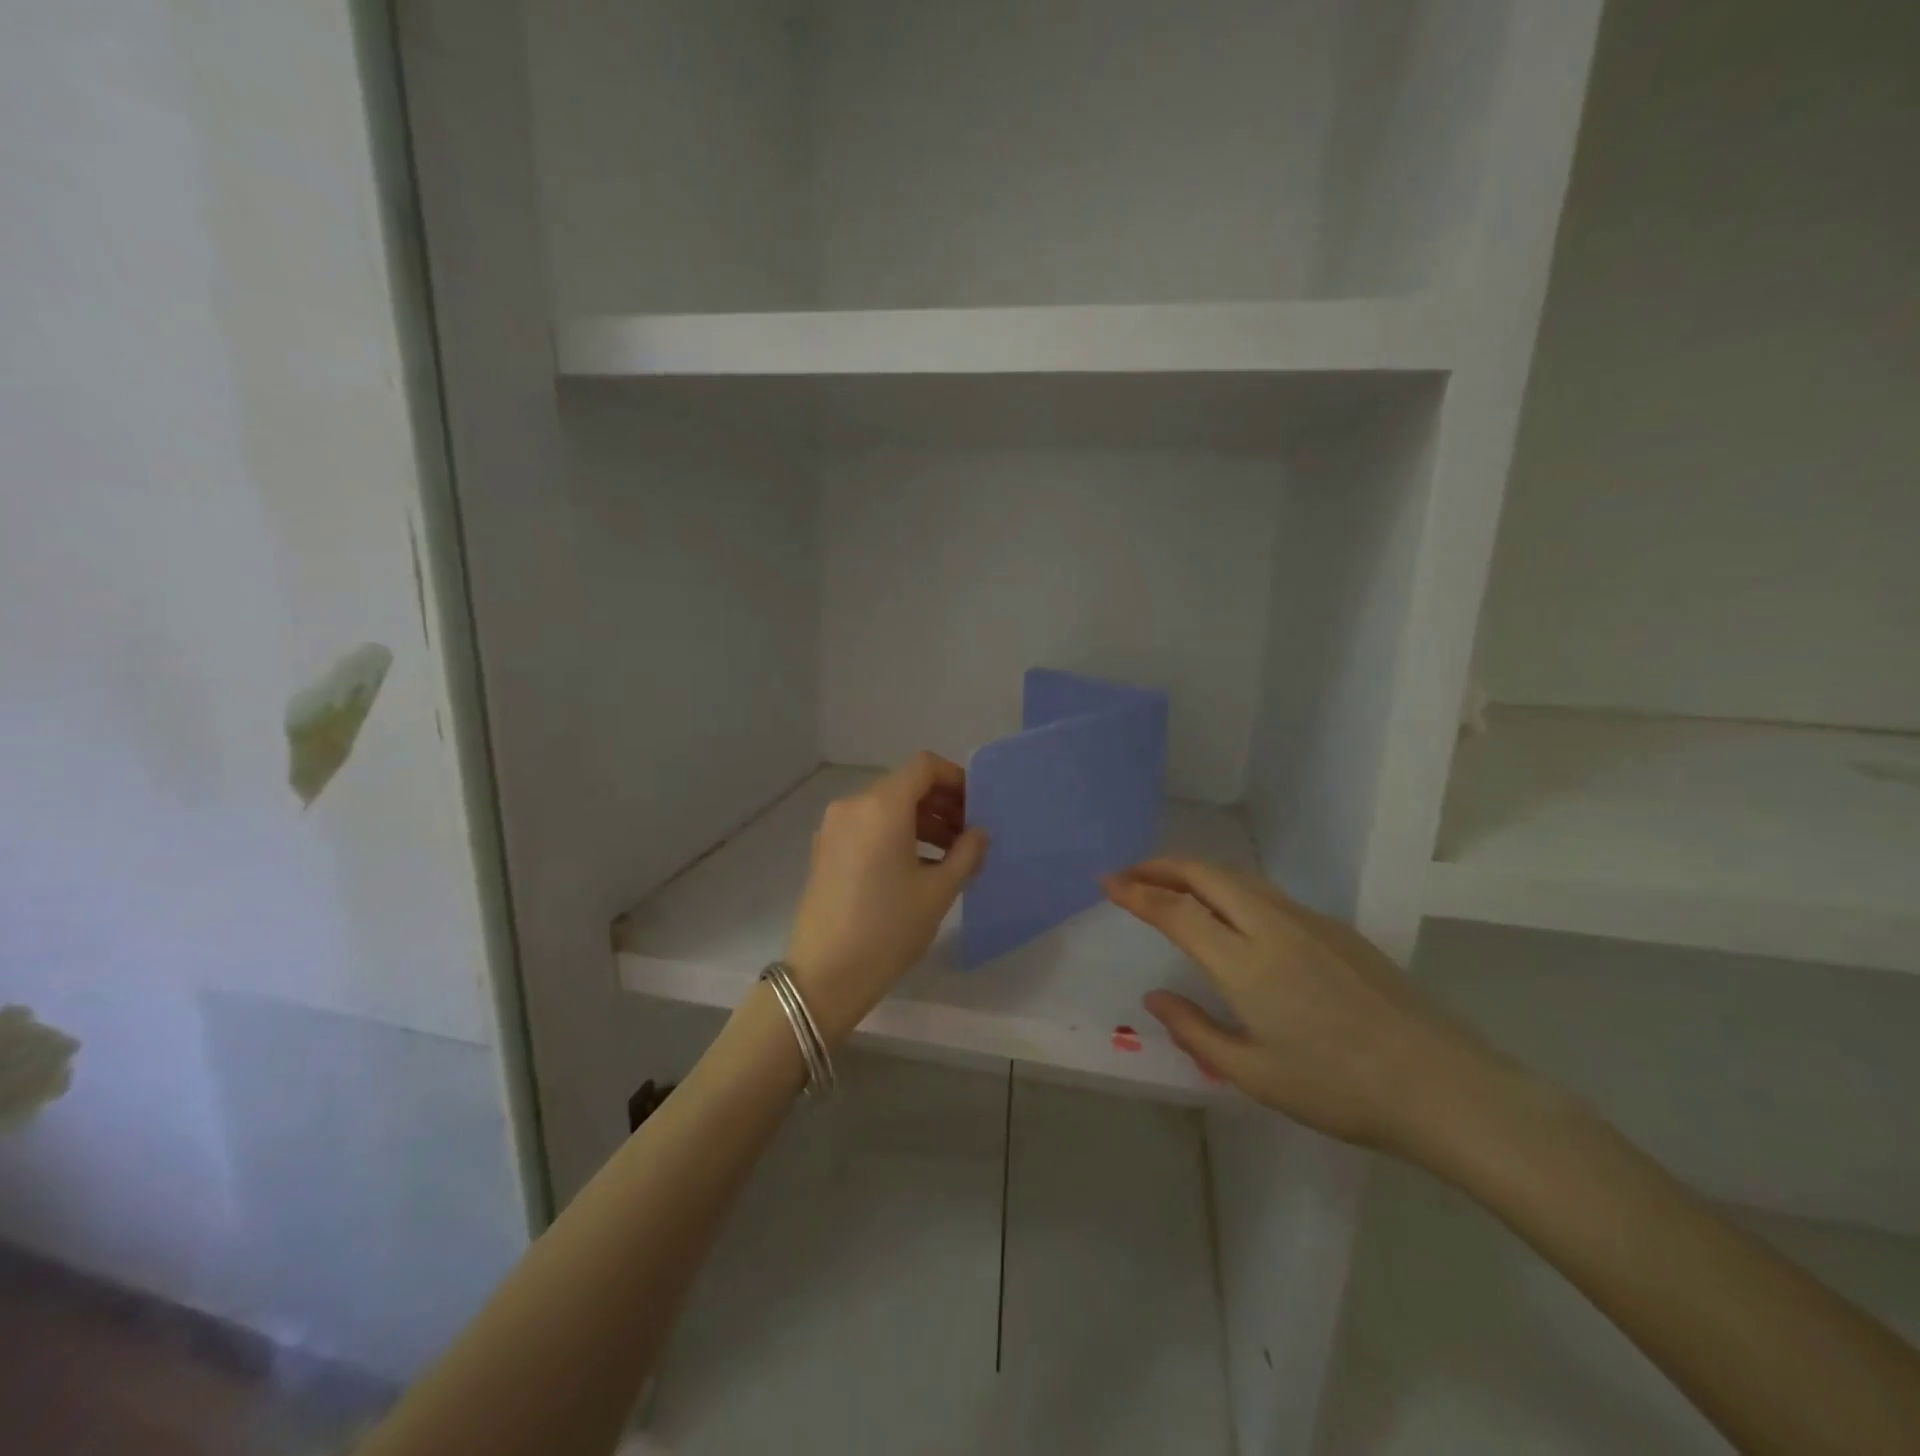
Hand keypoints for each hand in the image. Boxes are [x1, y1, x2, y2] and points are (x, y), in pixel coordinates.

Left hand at [785, 752, 988, 1045]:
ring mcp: (834, 828)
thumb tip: (979, 833)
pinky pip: (867, 827)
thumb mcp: (938, 891)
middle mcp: (853, 806)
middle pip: (904, 785)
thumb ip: (966, 853)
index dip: (955, 779)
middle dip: (940, 803)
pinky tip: (917, 867)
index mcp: (882, 806)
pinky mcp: (825, 851)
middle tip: (969, 834)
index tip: (977, 807)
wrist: (824, 975)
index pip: (924, 767)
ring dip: (920, 821)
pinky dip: (895, 834)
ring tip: (950, 855)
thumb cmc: (888, 928)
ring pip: (885, 807)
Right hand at [1103, 859, 1511, 1153]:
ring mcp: (1309, 922)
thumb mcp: (1254, 1074)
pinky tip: (1230, 912)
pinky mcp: (1336, 929)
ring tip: (1170, 885)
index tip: (1107, 882)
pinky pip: (1268, 893)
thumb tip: (1154, 999)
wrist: (1442, 1085)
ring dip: (1197, 873)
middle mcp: (1272, 926)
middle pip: (1206, 875)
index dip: (1136, 892)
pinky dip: (1231, 888)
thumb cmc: (1339, 1088)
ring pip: (1239, 878)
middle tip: (1130, 874)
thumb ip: (1195, 1030)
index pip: (1176, 911)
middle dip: (1161, 866)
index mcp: (1245, 962)